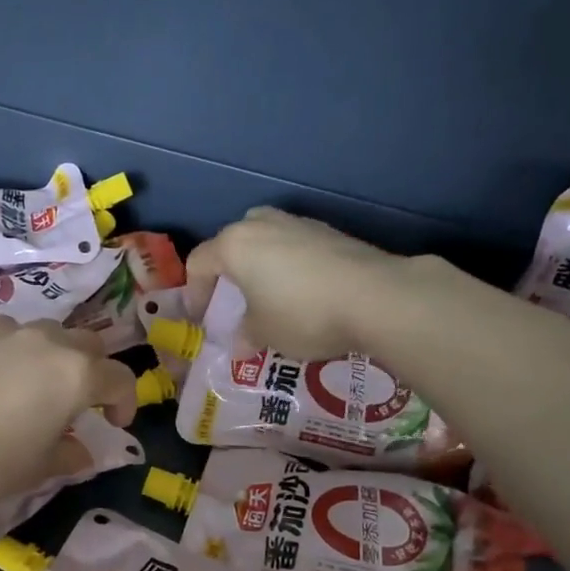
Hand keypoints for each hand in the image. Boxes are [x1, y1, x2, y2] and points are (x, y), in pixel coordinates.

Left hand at [0, 320, 138, 509]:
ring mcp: (3, 331)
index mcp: (74, 373)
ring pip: (47, 333)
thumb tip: (83, 453)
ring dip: (55, 356)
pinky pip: (7, 335)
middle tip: (80, 405)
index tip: (114, 426)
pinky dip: (16, 352)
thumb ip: (68, 457)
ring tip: (35, 389)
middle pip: (88, 345)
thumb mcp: (33, 471)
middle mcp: (45, 341)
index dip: (126, 403)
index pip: (120, 378)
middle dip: (94, 371)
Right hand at [187, 207, 411, 359]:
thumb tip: (239, 347)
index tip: (202, 319)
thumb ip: (245, 336)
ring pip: (266, 239)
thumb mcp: (264, 334)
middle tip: (233, 300)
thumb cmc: (302, 314)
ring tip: (268, 295)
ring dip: (260, 264)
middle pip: (231, 242)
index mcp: (234, 245)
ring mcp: (299, 223)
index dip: (194, 293)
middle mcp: (262, 224)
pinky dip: (289, 265)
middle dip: (227, 271)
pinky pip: (295, 246)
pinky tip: (302, 292)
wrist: (375, 296)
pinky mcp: (329, 232)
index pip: (199, 263)